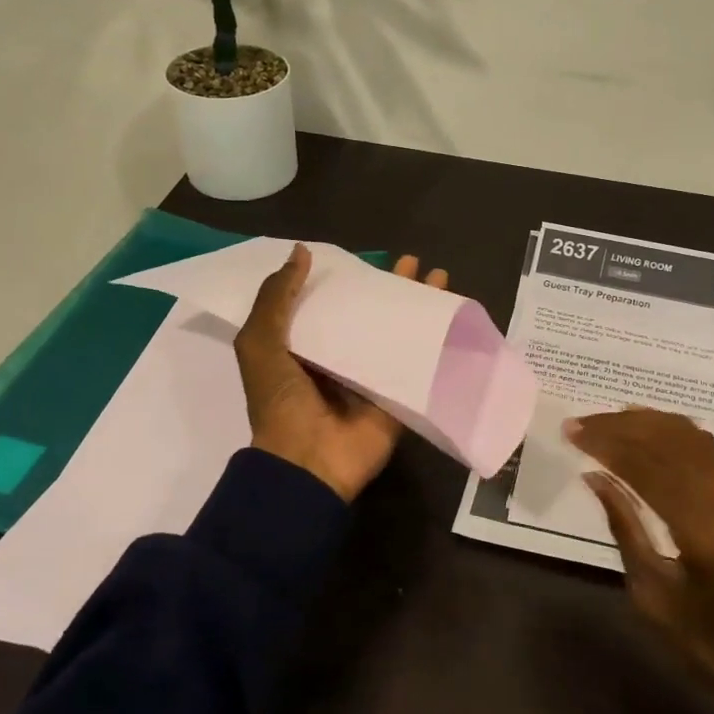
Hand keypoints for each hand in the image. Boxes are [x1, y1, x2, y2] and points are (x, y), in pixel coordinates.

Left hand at [234, 244, 448, 502]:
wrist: (308, 461)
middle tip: (411, 262)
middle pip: (370, 315)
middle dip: (391, 289)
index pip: (330, 304)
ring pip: (399, 333)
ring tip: (440, 277)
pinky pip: (419, 363)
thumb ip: (276, 298)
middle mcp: (340, 358)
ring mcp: (372, 377)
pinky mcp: (397, 395)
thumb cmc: (280, 400)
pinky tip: (454, 317)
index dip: (347, 280)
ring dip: (419, 307)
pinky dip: (437, 341)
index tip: (366, 258)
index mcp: (305, 346)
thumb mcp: (259, 342)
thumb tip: (301, 252)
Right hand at [568, 409, 713, 713]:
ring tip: (607, 420)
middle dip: (619, 427)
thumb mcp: (654, 596)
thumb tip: (594, 477)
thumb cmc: (712, 644)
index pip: (645, 467)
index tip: (571, 431)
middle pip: (667, 442)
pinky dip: (674, 431)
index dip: (605, 443)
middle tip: (581, 422)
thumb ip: (625, 528)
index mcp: (703, 531)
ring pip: (690, 437)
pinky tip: (648, 429)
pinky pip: (709, 448)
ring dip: (646, 423)